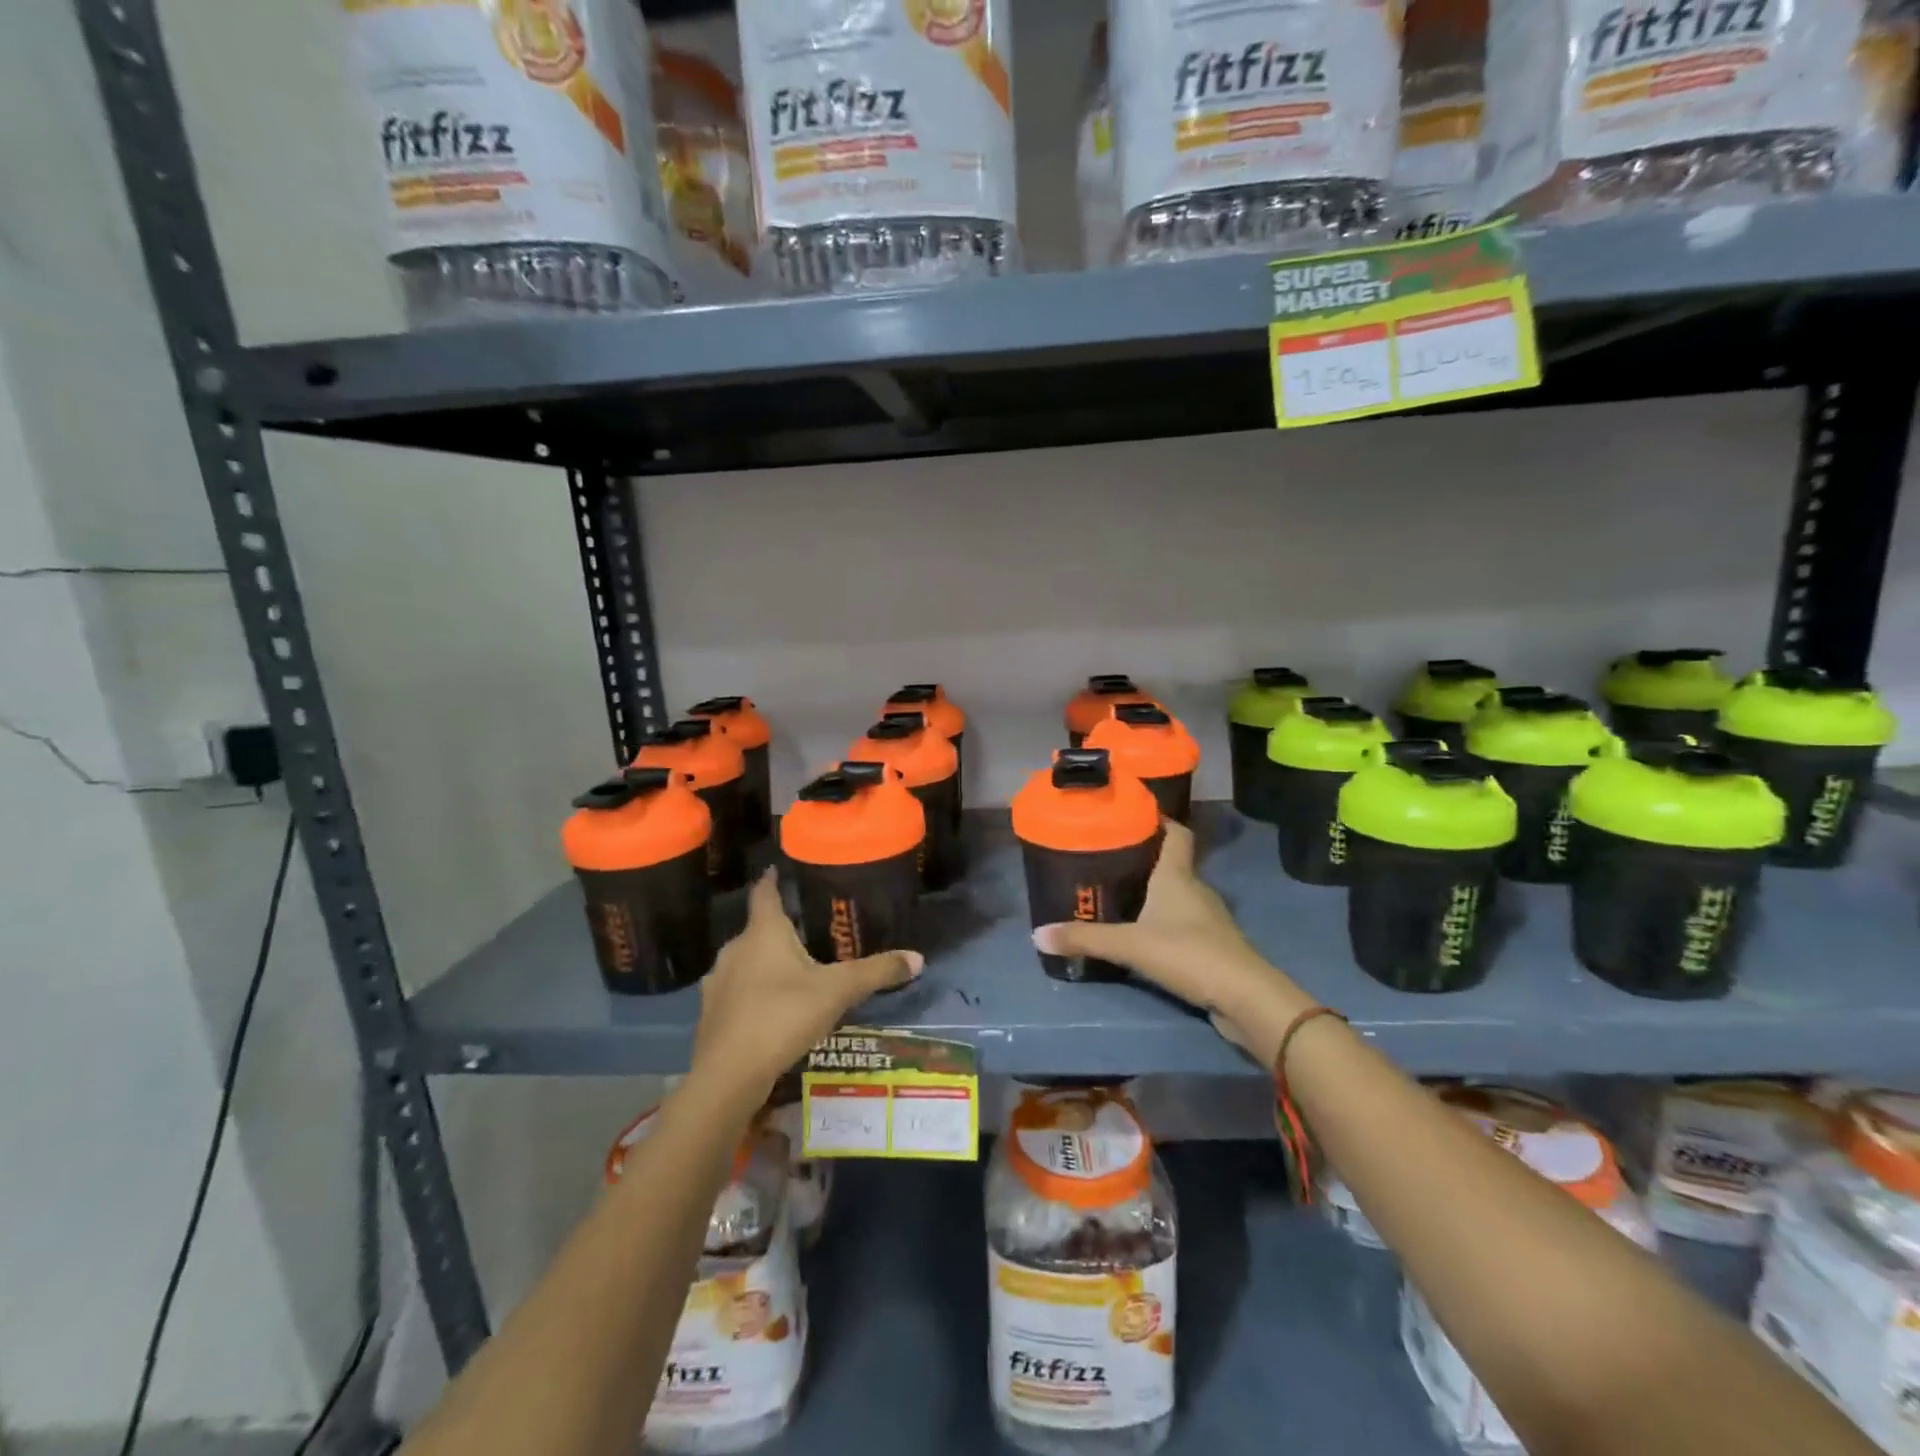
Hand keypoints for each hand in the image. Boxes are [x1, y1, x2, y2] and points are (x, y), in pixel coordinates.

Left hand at [690, 871, 921, 1103]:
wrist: (728, 1075)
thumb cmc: (783, 1015)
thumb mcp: (838, 991)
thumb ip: (876, 972)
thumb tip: (918, 958)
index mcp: (763, 932)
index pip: (765, 893)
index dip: (773, 879)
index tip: (779, 869)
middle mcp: (735, 949)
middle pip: (757, 929)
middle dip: (779, 929)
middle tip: (808, 931)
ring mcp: (718, 982)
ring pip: (746, 962)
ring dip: (765, 964)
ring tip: (794, 972)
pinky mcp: (711, 1014)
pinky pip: (737, 992)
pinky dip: (753, 993)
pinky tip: (773, 1009)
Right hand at [1032, 820, 1312, 1065]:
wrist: (1245, 998)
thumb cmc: (1188, 953)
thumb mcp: (1130, 945)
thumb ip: (1086, 939)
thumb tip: (1038, 934)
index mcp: (1178, 876)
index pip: (1177, 833)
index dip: (1159, 820)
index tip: (1132, 815)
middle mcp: (1196, 890)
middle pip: (1172, 864)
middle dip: (1144, 859)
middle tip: (1106, 859)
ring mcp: (1208, 919)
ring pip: (1177, 896)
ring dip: (1153, 894)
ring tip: (1117, 896)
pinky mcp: (1212, 947)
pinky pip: (1183, 924)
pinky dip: (1163, 923)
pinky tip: (1142, 935)